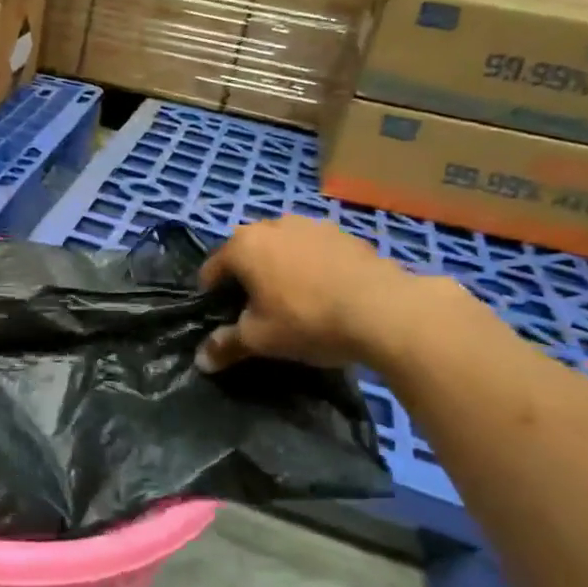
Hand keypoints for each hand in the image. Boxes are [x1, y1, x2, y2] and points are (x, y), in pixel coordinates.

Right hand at [195, 216, 443, 372]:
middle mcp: (273, 225)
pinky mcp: (345, 234)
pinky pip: (314, 250)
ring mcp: (312, 225)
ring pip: (283, 247)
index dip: (211, 295)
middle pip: (248, 251)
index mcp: (243, 245)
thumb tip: (201, 361)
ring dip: (280, 267)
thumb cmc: (307, 320)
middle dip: (247, 276)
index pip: (213, 268)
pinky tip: (325, 292)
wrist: (385, 310)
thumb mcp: (260, 340)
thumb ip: (226, 345)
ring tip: (293, 298)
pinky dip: (311, 266)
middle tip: (257, 308)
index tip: (222, 317)